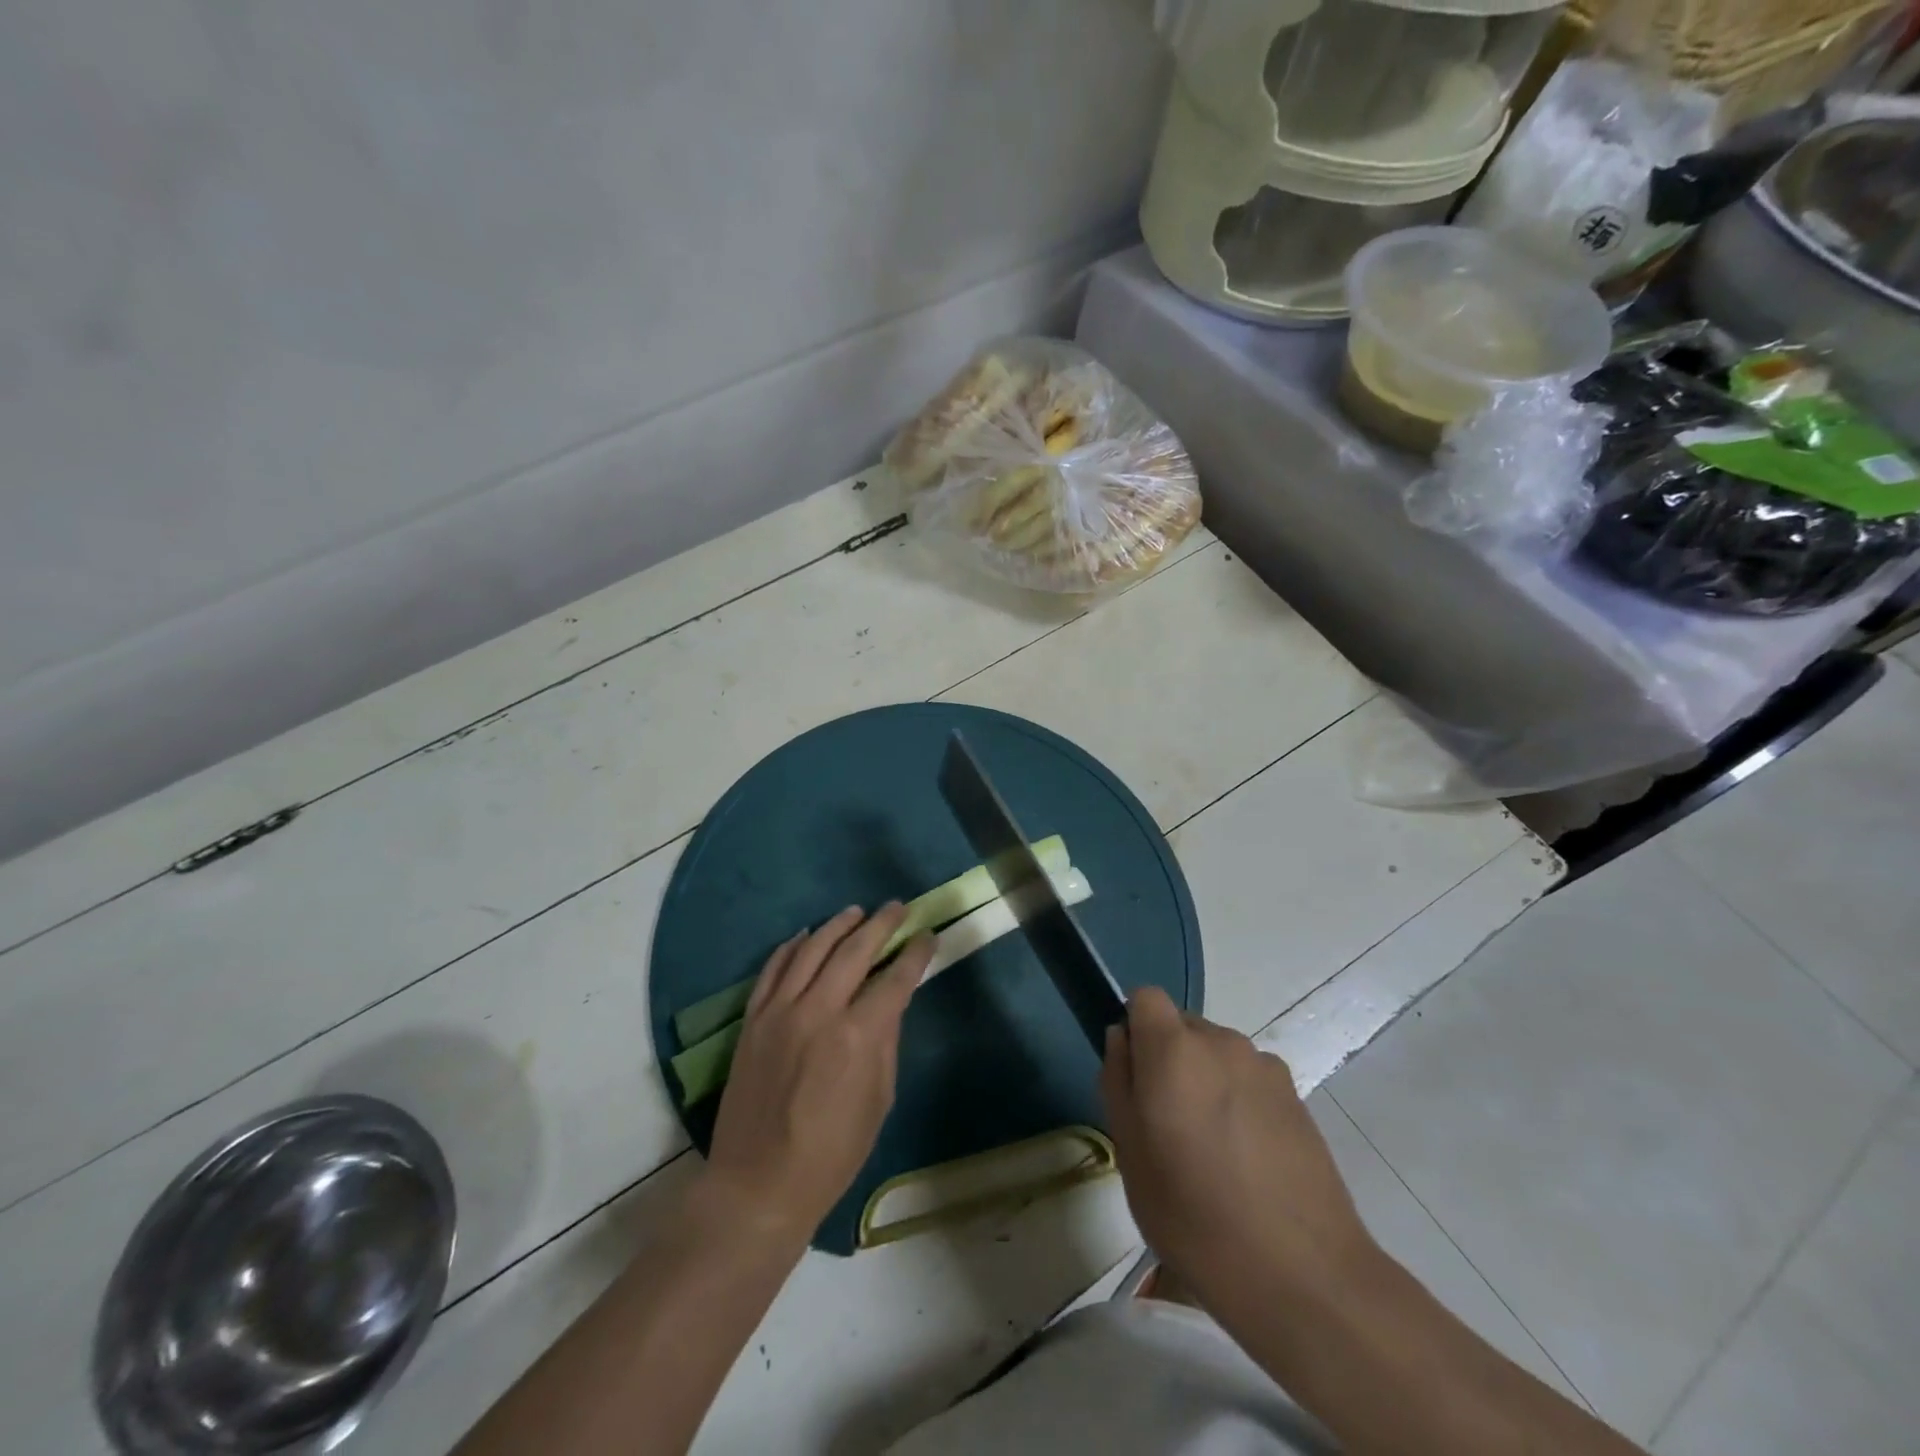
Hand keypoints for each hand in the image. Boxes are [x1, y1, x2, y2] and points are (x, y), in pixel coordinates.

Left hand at [701, 905, 933, 1243]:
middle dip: (880, 924)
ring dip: (838, 925)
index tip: (927, 935)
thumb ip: (885, 1042)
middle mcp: (819, 1011)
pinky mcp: (753, 1019)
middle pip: (854, 950)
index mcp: (857, 1036)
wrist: (758, 1184)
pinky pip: (773, 968)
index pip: (895, 978)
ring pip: (812, 948)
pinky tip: (806, 935)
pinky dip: (791, 946)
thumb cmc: (832, 1153)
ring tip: (856, 912)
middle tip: (897, 907)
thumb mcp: (879, 1100)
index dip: (915, 953)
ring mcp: (780, 1011)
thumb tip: (890, 1002)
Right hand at [1101, 987, 1375, 1308]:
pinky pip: (1250, 1080)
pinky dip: (1241, 1102)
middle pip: (1182, 1027)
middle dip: (1169, 1059)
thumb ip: (1118, 1082)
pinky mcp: (1297, 1096)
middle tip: (1169, 1125)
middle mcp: (1221, 1041)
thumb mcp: (1130, 1153)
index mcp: (1174, 1049)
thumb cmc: (1195, 1217)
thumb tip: (1122, 1040)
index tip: (1136, 1078)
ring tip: (1213, 1150)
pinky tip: (1249, 1161)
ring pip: (1217, 1055)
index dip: (1136, 1029)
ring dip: (1207, 1081)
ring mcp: (1265, 1067)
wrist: (1303, 1275)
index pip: (1145, 997)